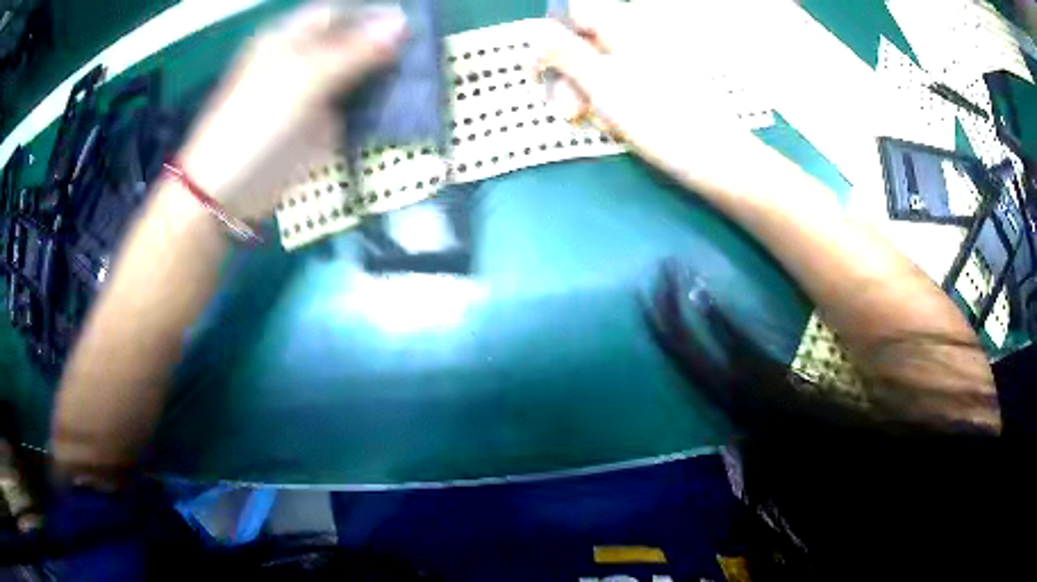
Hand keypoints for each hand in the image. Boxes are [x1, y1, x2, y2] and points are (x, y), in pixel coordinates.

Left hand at [177, 2, 407, 220]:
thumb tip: (402, 24)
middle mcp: (302, 61)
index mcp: (290, 39)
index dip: (373, 16)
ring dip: (384, 77)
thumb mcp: (305, 79)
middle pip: (351, 43)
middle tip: (422, 54)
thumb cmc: (257, 123)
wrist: (227, 190)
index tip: (411, 26)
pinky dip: (375, 106)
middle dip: (384, 47)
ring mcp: (310, 93)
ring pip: (356, 75)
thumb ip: (354, 51)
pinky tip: (400, 105)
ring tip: (420, 79)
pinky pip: (353, 107)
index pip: (339, 14)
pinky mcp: (317, 125)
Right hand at [536, 1, 777, 191]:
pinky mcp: (660, 86)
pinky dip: (609, 103)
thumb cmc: (660, 119)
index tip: (539, 72)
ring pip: (600, 67)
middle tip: (569, 113)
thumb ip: (564, 53)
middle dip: (568, 76)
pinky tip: (616, 127)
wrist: (718, 159)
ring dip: (586, 94)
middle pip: (584, 41)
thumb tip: (536, 33)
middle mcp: (637, 37)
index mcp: (625, 27)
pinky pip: (621, 85)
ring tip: (596, 125)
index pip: (574, 11)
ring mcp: (651, 62)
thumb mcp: (601, 83)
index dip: (550, 38)